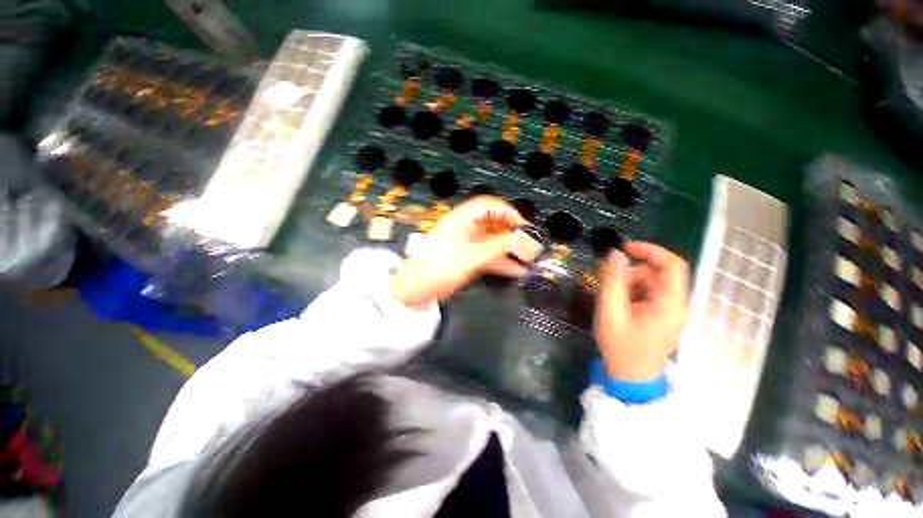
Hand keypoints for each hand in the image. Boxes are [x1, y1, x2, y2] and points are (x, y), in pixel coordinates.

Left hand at [390, 196, 529, 309]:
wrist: (419, 288)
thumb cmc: (437, 267)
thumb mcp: (471, 256)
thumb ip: (497, 247)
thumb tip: (519, 239)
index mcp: (461, 219)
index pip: (488, 206)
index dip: (507, 212)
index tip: (522, 224)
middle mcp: (465, 229)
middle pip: (493, 224)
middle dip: (512, 232)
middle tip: (527, 241)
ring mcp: (467, 244)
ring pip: (493, 242)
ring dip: (509, 249)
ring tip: (527, 256)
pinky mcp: (468, 258)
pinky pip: (489, 256)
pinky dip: (502, 262)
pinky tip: (516, 269)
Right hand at [593, 242, 689, 381]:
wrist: (631, 378)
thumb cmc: (621, 347)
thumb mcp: (610, 311)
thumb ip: (612, 281)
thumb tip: (615, 254)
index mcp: (670, 303)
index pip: (672, 265)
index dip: (651, 250)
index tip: (625, 248)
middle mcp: (676, 304)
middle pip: (658, 274)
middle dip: (631, 273)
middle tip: (609, 285)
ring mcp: (670, 311)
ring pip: (651, 283)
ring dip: (629, 284)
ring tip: (611, 300)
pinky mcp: (662, 316)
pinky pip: (648, 294)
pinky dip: (631, 293)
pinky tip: (618, 306)